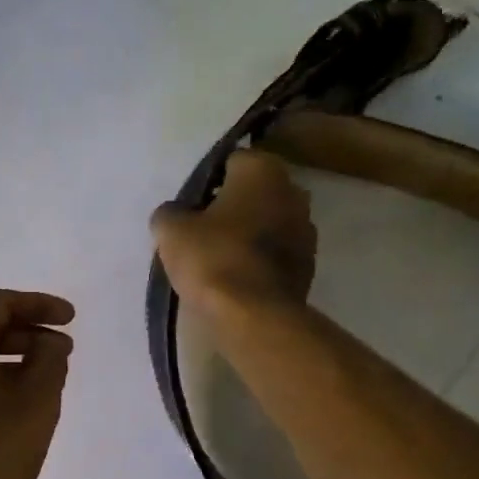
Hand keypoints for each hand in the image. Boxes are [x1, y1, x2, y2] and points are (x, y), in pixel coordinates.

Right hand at [150, 149, 315, 317]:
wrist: (254, 316)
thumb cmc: (213, 259)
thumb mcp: (172, 231)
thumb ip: (170, 213)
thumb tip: (174, 214)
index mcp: (263, 170)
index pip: (231, 162)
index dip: (208, 184)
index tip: (191, 207)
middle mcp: (293, 191)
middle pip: (254, 193)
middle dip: (233, 206)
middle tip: (202, 231)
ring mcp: (306, 230)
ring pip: (268, 222)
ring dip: (249, 234)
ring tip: (219, 258)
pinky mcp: (308, 265)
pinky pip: (276, 253)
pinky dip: (260, 260)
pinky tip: (237, 278)